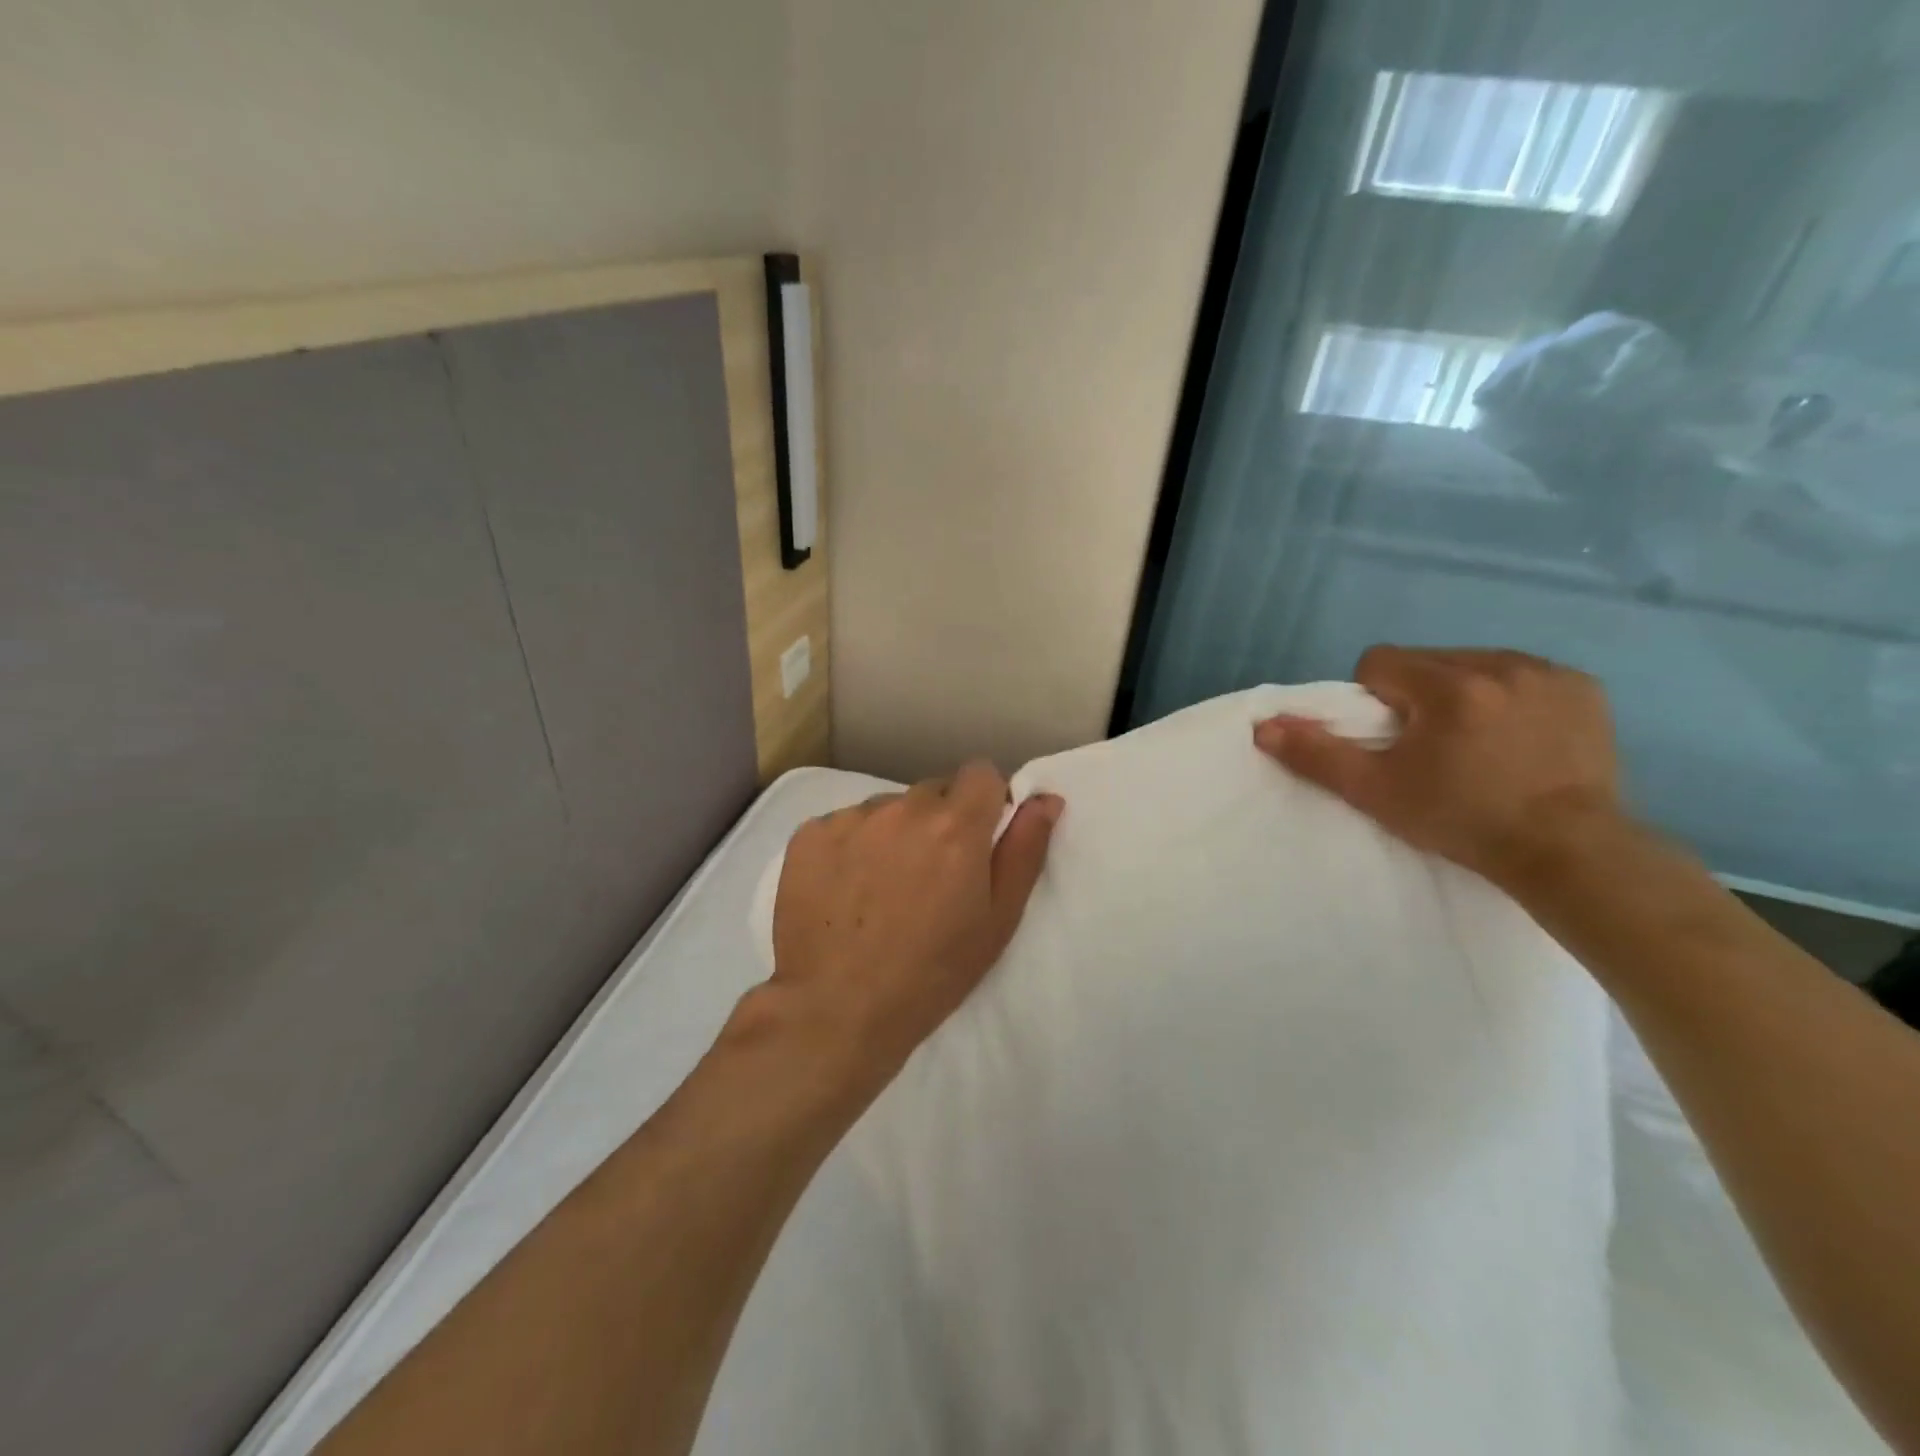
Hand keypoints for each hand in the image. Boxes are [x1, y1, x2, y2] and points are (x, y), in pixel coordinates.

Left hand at [768, 763, 1063, 1097]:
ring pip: (887, 809)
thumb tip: (1045, 798)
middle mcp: (902, 808)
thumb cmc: (932, 973)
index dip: (985, 801)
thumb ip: (1025, 850)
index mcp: (955, 826)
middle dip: (940, 822)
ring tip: (883, 889)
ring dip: (894, 834)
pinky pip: (844, 825)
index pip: (981, 773)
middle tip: (931, 876)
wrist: (836, 1010)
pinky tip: (845, 891)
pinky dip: (851, 847)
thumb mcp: (998, 920)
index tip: (978, 838)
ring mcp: (850, 819)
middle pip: (932, 792)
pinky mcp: (809, 835)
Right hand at [1254, 646, 1624, 890]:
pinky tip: (1516, 738)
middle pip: (1427, 660)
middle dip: (1416, 695)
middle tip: (1429, 746)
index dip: (1373, 699)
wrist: (1568, 853)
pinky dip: (1508, 697)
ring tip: (1474, 743)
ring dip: (1461, 693)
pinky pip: (1522, 675)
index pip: (1380, 662)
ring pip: (1473, 664)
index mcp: (1449, 686)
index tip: (1391, 739)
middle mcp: (1501, 665)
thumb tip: (1263, 726)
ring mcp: (1548, 674)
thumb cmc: (1461, 821)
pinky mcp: (1583, 688)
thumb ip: (1317, 754)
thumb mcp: (1376, 792)